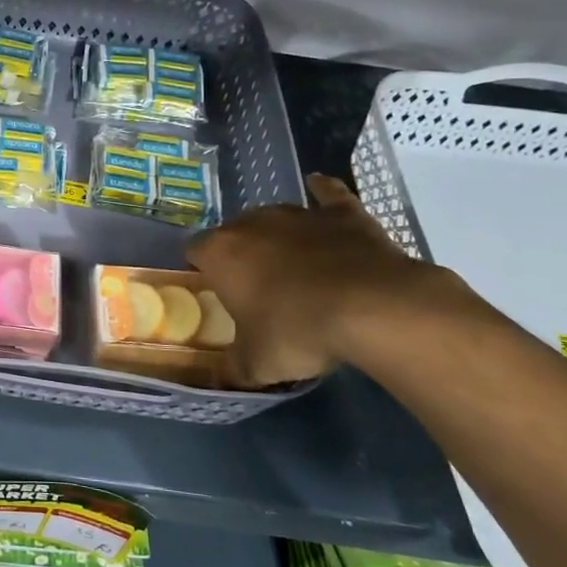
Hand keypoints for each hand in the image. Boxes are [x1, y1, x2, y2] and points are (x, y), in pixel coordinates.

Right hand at [187, 172, 455, 385]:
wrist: (371, 308)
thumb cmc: (297, 331)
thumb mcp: (257, 363)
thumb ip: (233, 367)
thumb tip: (221, 377)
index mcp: (221, 253)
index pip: (195, 251)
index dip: (203, 270)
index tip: (216, 292)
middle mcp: (252, 223)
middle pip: (235, 232)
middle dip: (242, 254)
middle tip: (257, 287)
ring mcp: (298, 213)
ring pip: (276, 217)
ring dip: (278, 236)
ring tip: (294, 264)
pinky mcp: (342, 213)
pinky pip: (327, 194)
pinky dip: (323, 194)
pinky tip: (320, 189)